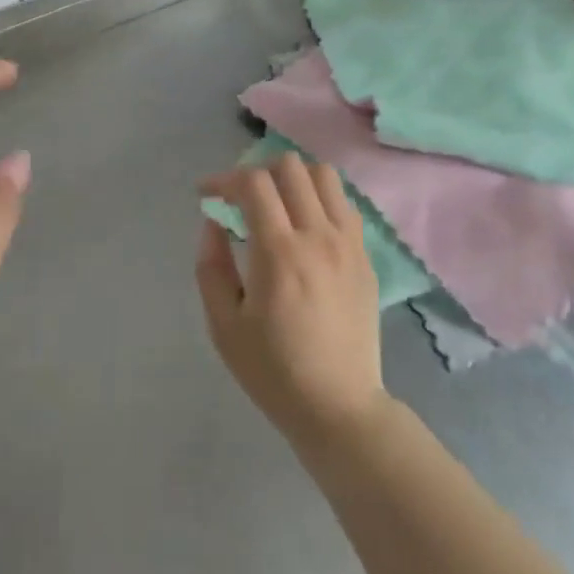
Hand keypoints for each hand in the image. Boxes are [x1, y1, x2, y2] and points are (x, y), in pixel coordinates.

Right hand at [196, 155, 388, 452]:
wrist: (338, 407)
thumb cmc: (273, 371)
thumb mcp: (223, 325)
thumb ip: (211, 266)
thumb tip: (214, 223)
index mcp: (279, 253)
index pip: (253, 183)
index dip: (224, 179)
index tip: (207, 194)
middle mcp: (318, 236)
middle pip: (290, 166)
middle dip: (257, 171)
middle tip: (241, 198)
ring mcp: (348, 243)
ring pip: (324, 175)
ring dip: (293, 178)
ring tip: (277, 202)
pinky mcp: (365, 256)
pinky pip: (344, 203)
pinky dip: (320, 198)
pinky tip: (306, 224)